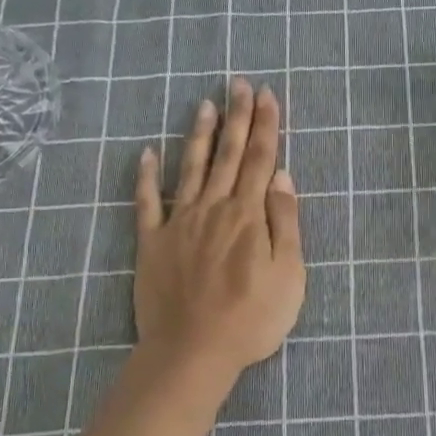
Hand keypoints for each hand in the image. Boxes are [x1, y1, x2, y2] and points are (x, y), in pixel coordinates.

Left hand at [134, 78, 305, 376]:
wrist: (193, 351)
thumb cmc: (252, 318)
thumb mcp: (289, 274)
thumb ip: (286, 222)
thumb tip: (282, 177)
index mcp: (249, 215)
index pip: (261, 159)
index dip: (265, 125)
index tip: (267, 95)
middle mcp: (214, 208)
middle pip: (228, 155)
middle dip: (237, 117)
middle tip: (239, 84)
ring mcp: (179, 223)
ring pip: (191, 168)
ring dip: (200, 135)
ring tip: (205, 104)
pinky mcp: (152, 243)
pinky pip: (147, 203)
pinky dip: (146, 176)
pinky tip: (147, 153)